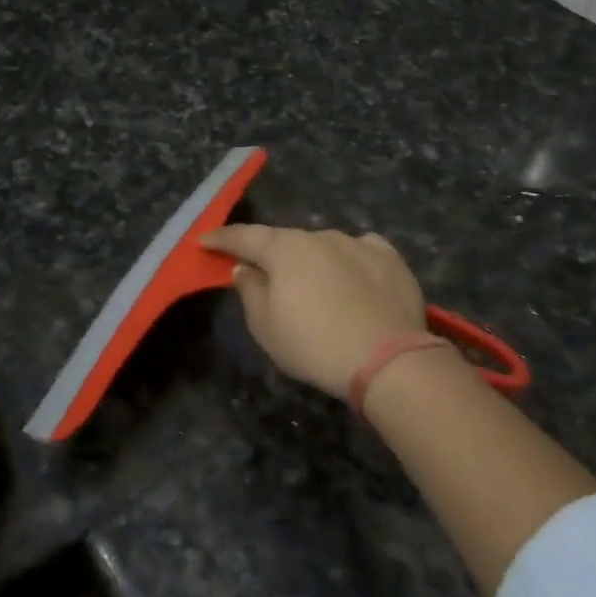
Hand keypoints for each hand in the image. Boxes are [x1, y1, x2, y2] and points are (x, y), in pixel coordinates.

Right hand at [199, 225, 429, 399]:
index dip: (222, 239)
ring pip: (324, 246)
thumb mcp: (266, 328)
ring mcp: (359, 243)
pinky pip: (361, 251)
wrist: (389, 360)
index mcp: (285, 249)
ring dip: (313, 261)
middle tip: (266, 276)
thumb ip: (250, 291)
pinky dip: (350, 261)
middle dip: (272, 255)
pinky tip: (354, 277)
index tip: (204, 241)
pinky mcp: (391, 258)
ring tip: (316, 288)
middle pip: (287, 241)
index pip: (244, 237)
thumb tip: (245, 268)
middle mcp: (321, 236)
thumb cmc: (315, 346)